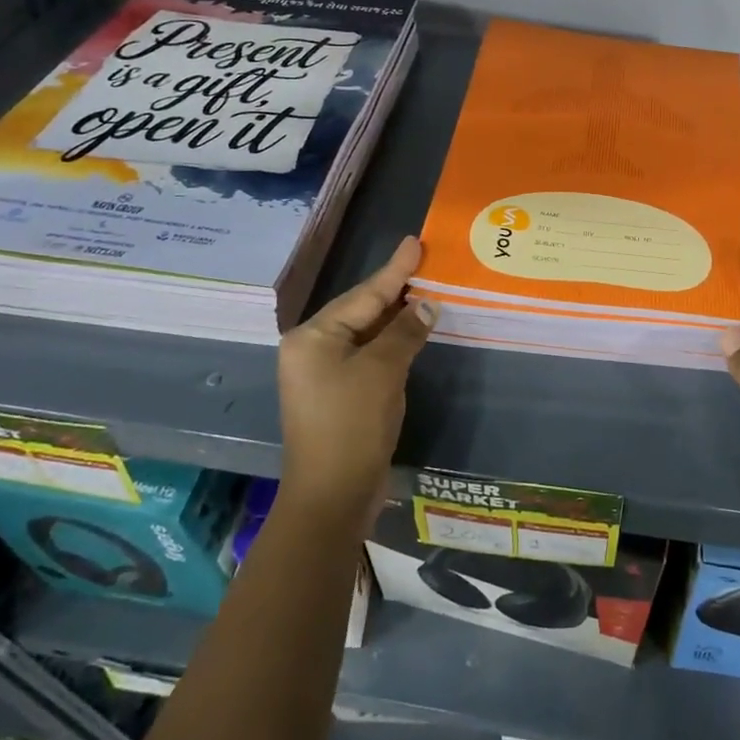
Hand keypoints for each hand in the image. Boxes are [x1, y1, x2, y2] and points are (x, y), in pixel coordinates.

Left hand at [277, 236, 434, 521]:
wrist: (332, 497)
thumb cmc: (351, 426)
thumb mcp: (382, 372)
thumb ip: (405, 332)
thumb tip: (427, 305)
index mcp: (312, 337)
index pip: (363, 295)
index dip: (394, 269)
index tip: (414, 242)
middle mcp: (312, 349)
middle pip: (361, 310)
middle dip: (395, 289)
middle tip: (424, 262)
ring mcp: (323, 374)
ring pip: (366, 333)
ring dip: (396, 316)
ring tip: (424, 288)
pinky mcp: (338, 394)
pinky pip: (368, 355)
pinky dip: (392, 343)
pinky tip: (413, 330)